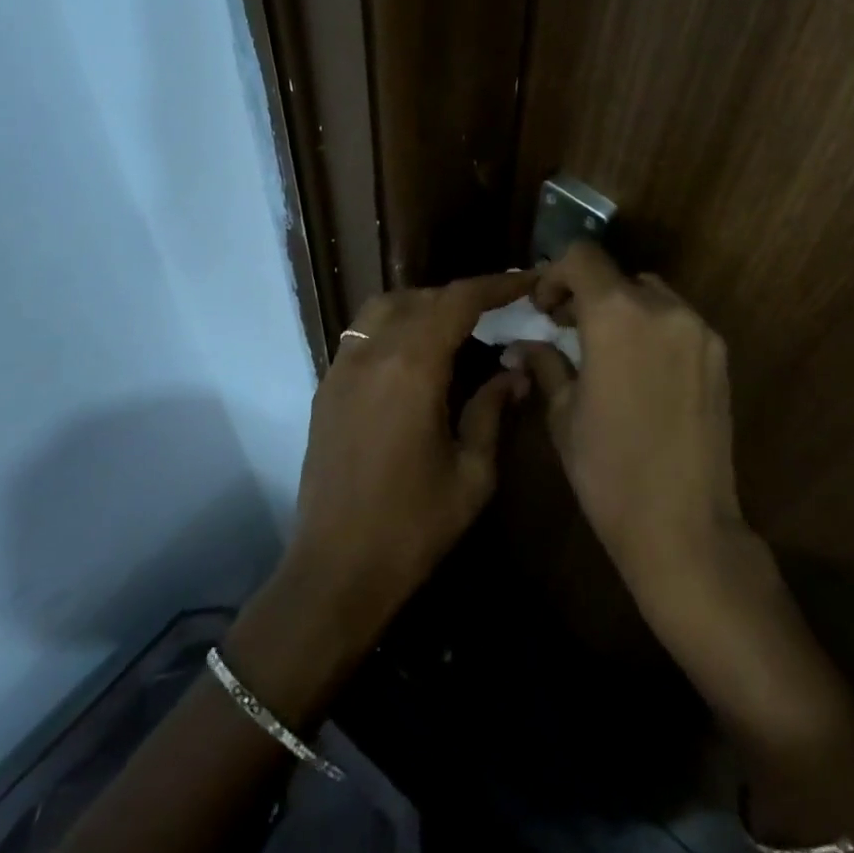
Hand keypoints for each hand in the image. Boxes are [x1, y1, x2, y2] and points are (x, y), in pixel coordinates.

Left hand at [283, 271, 535, 645]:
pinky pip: (362, 335)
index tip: (527, 281)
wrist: (336, 571)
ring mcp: (342, 369)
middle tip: (499, 311)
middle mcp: (372, 354)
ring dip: (423, 305)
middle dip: (463, 296)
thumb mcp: (472, 472)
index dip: (496, 284)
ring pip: (384, 309)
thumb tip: (515, 371)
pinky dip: (394, 327)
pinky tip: (415, 357)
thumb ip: (493, 410)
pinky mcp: (326, 389)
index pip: (458, 301)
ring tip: (456, 328)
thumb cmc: (413, 526)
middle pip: (421, 298)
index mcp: (412, 368)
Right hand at [511, 243, 753, 611]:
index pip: (583, 257)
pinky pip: (678, 322)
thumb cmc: (608, 470)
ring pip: (651, 295)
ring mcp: (699, 331)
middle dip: (587, 293)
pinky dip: (652, 328)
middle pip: (618, 276)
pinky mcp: (719, 356)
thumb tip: (521, 346)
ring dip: (622, 308)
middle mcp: (664, 308)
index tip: (543, 309)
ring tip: (604, 350)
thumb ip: (545, 365)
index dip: (555, 274)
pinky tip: (639, 370)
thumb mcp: (564, 414)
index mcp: (617, 315)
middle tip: (565, 329)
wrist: (683, 525)